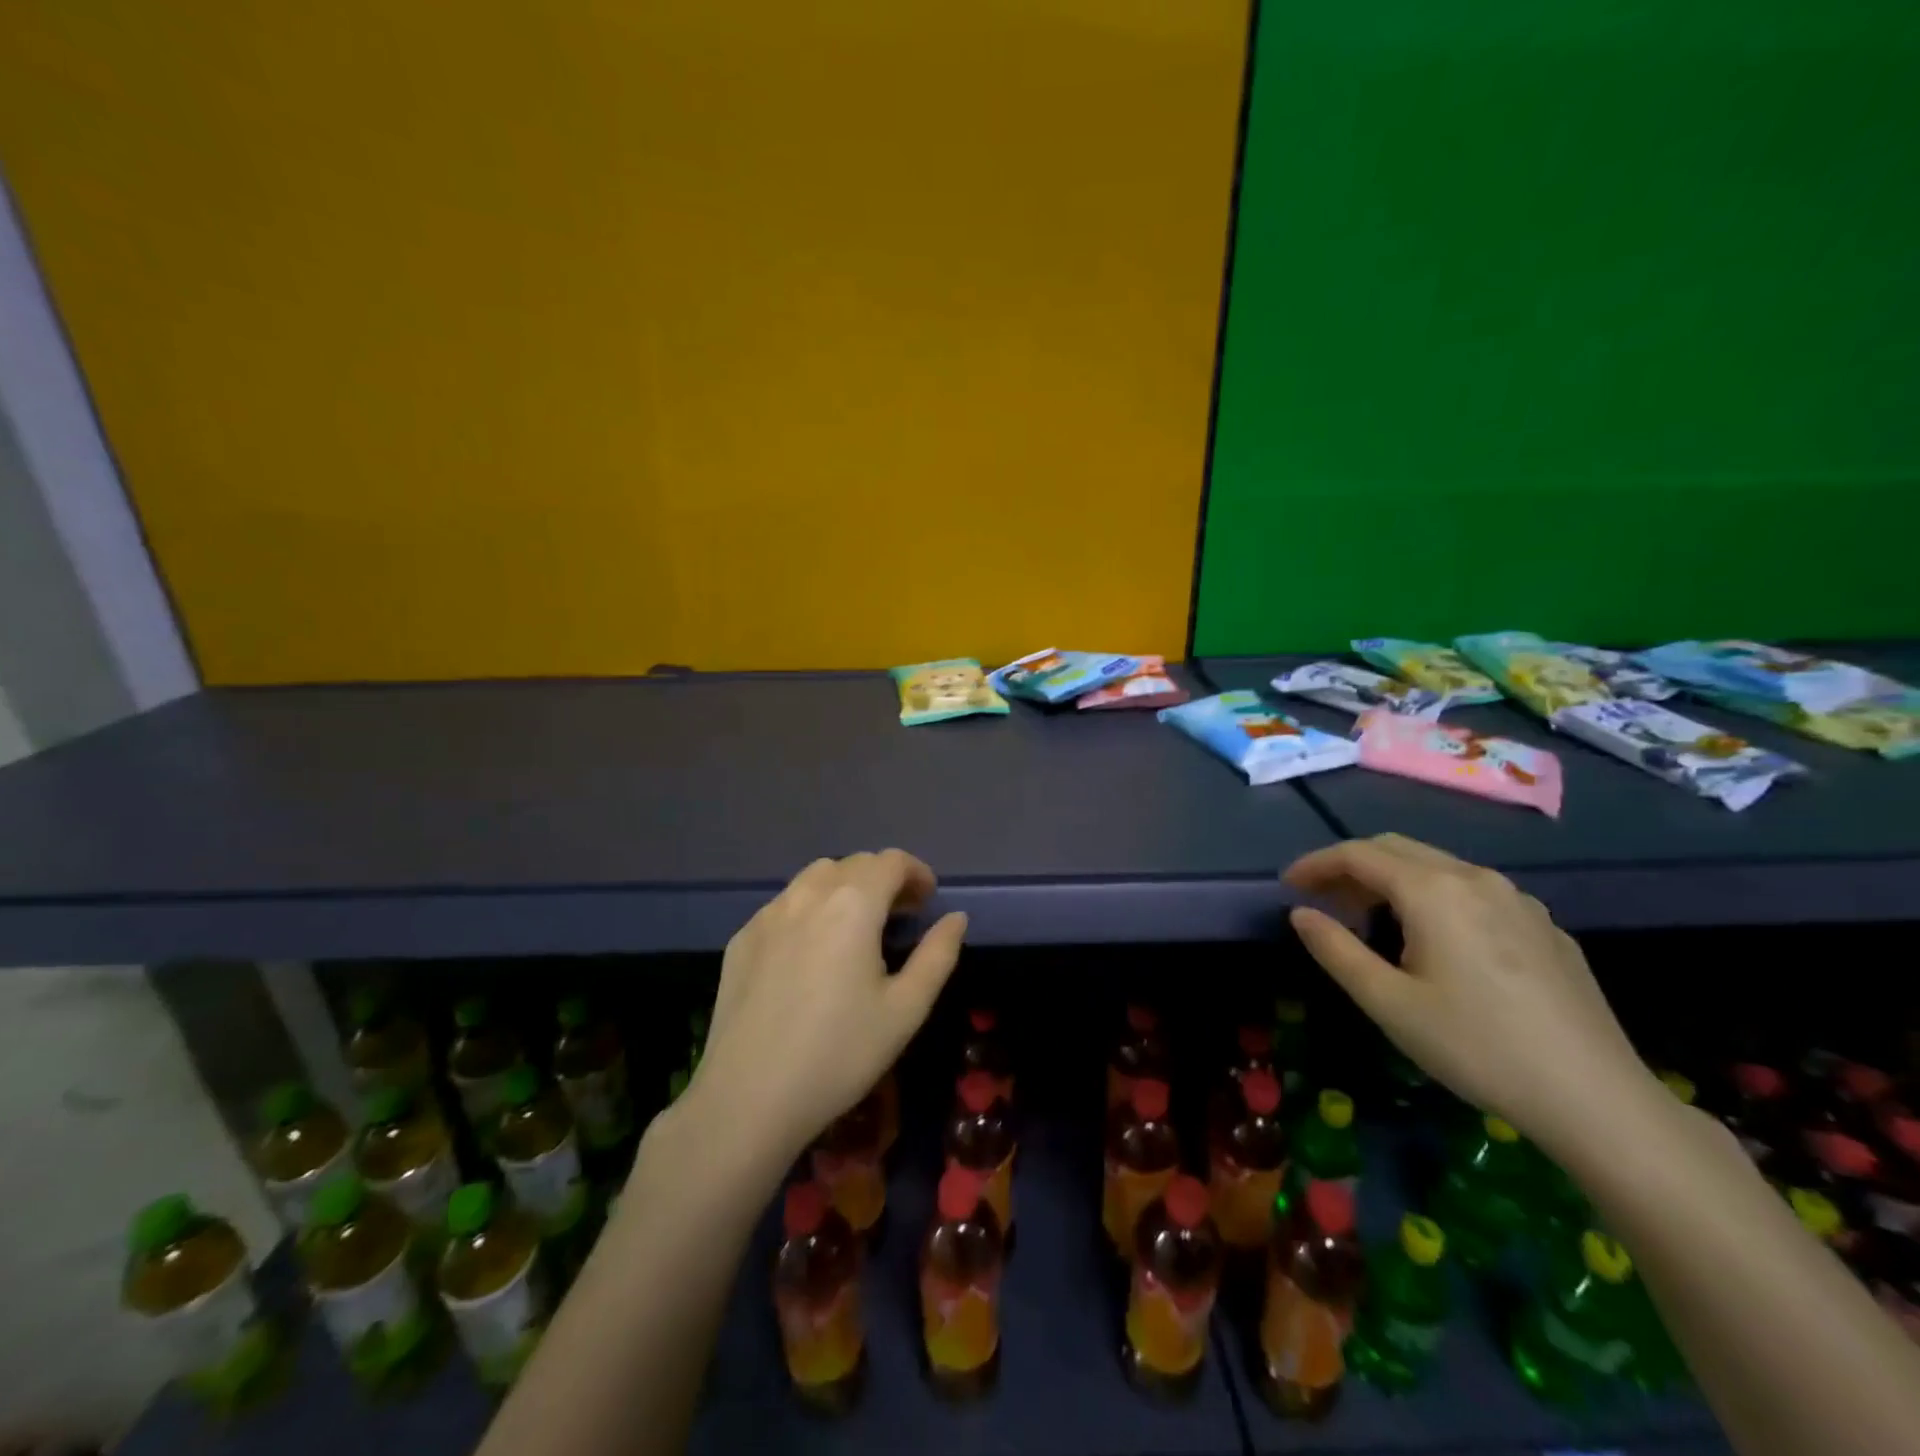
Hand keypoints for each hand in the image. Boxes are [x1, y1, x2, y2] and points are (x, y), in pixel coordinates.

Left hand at [687, 850, 966, 1166]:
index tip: (927, 900)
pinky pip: (785, 905)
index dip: (916, 873)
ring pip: (815, 878)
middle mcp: (808, 895)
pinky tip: (812, 952)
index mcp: (853, 904)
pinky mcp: (742, 938)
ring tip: (857, 927)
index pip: (891, 861)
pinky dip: (810, 909)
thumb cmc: (839, 1053)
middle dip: (883, 879)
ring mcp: (768, 914)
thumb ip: (938, 955)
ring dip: (845, 888)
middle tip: (900, 915)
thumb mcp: (905, 1009)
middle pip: (854, 864)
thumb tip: (956, 918)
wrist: (747, 1098)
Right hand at [1284, 834, 1653, 1156]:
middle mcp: (1475, 878)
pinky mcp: (1545, 925)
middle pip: (1396, 849)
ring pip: (1437, 866)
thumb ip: (1335, 949)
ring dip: (1392, 880)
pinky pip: (1473, 891)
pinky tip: (1435, 941)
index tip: (1289, 885)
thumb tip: (1301, 914)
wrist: (1597, 1098)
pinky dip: (1434, 897)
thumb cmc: (1477, 1047)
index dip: (1316, 864)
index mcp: (1432, 890)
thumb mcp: (1388, 1003)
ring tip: (1372, 922)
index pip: (1357, 854)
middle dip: (1351, 867)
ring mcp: (1517, 899)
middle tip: (1324, 902)